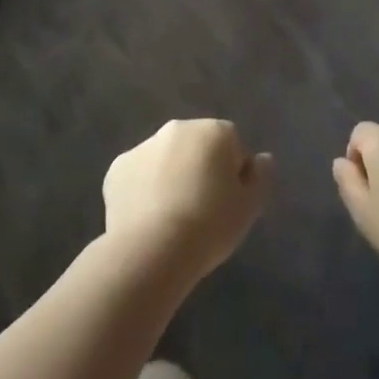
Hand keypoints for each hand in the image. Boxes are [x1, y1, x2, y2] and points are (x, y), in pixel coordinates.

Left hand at [103, 120, 271, 284]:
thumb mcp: (250, 207)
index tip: (229, 205)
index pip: (233, 146)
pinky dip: (143, 191)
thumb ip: (261, 177)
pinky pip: (138, 176)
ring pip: (166, 159)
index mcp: (214, 131)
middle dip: (200, 170)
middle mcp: (178, 128)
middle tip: (202, 211)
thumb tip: (262, 159)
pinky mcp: (117, 168)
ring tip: (172, 220)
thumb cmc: (209, 225)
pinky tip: (147, 220)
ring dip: (171, 177)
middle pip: (197, 147)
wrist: (152, 250)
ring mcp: (144, 145)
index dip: (234, 176)